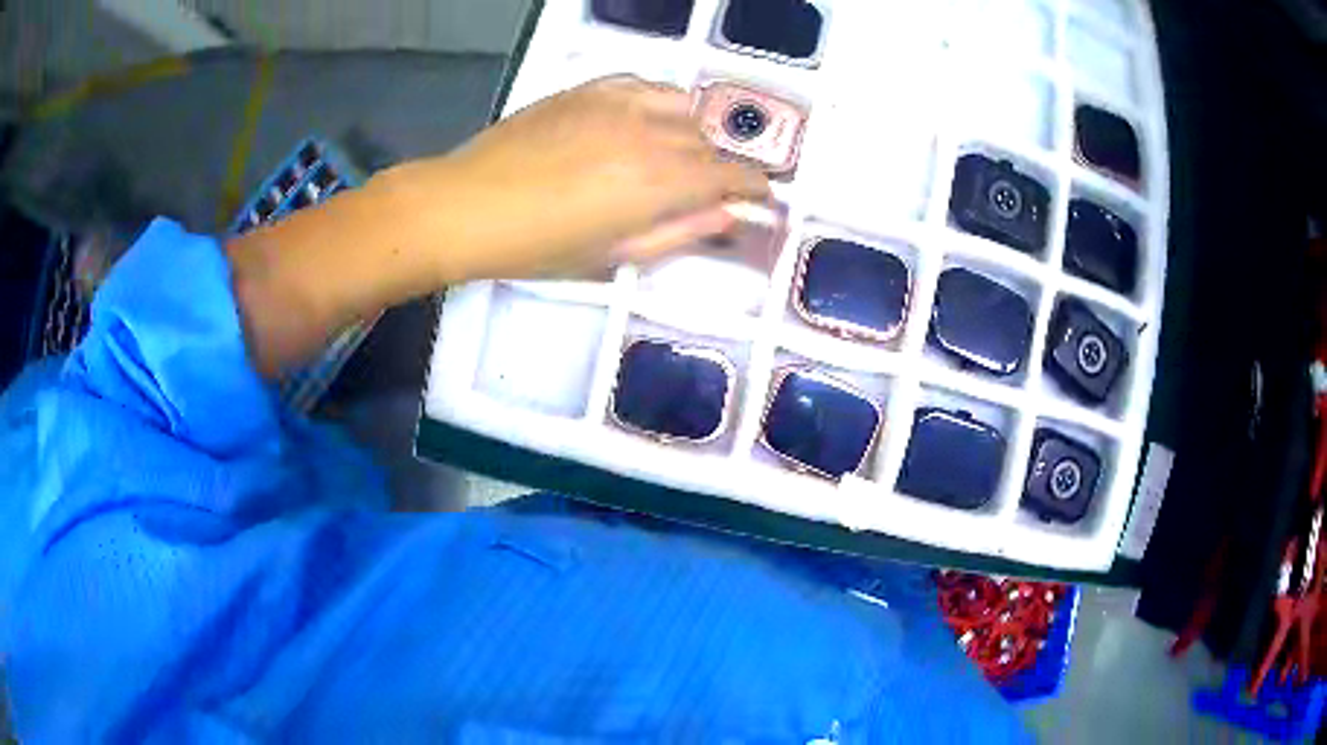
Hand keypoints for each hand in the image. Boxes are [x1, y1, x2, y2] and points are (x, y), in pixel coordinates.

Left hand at [381, 76, 771, 279]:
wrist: (466, 205)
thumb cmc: (536, 245)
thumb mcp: (613, 253)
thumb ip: (679, 232)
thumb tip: (727, 216)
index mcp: (658, 182)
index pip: (730, 175)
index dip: (753, 186)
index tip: (760, 196)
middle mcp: (649, 132)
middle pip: (709, 142)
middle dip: (719, 167)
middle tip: (709, 189)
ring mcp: (618, 103)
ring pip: (683, 106)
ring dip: (692, 131)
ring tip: (676, 152)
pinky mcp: (589, 88)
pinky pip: (645, 84)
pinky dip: (660, 102)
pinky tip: (645, 120)